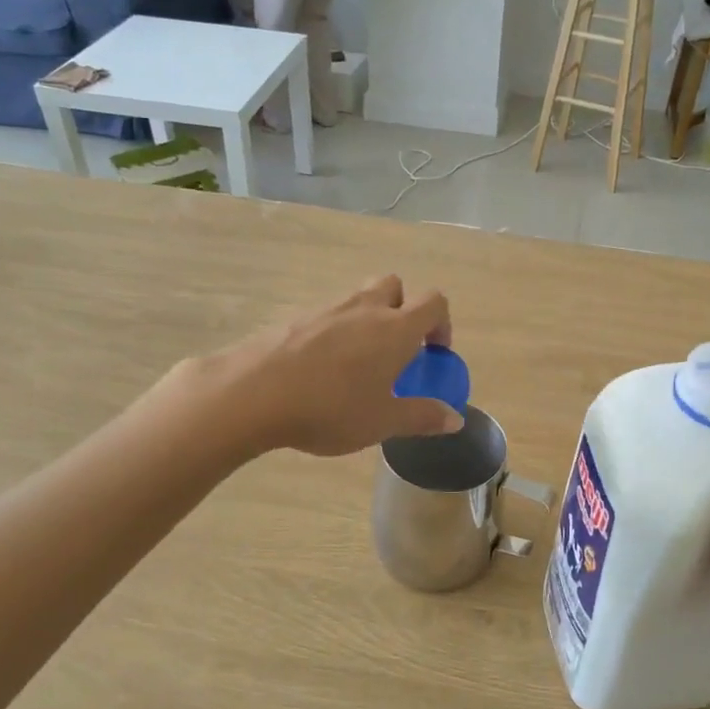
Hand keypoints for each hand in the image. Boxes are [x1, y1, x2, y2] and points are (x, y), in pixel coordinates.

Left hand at [206, 276, 462, 456]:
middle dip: (402, 309)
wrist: (253, 393)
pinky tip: (322, 369)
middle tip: (396, 348)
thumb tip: (456, 418)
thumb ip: (422, 417)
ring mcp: (327, 309)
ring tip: (358, 363)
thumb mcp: (382, 422)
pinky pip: (328, 315)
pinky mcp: (295, 318)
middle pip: (394, 286)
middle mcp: (364, 308)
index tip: (434, 352)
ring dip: (368, 319)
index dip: (441, 323)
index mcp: (394, 328)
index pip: (434, 303)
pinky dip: (336, 331)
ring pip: (358, 298)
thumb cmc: (330, 408)